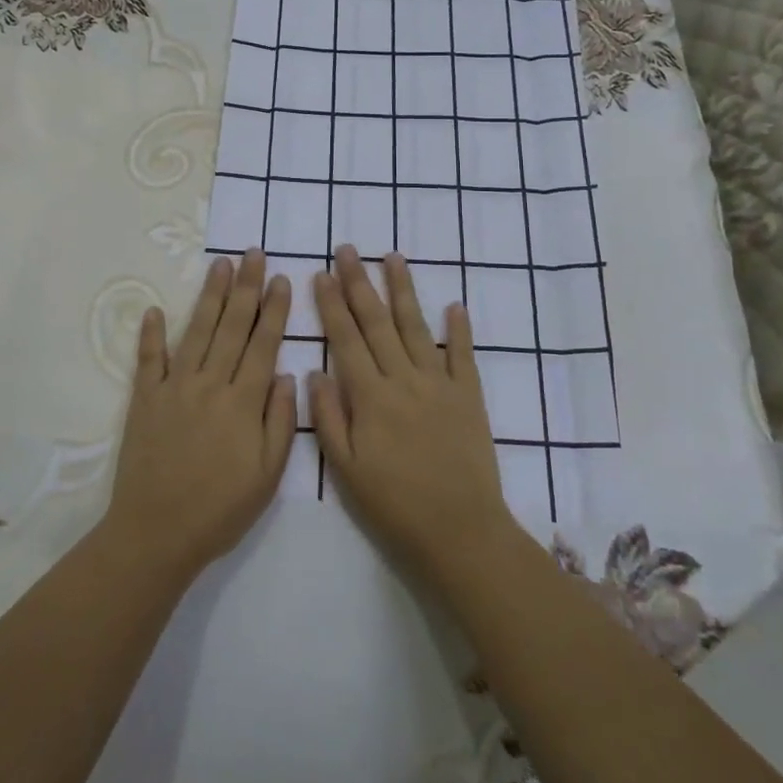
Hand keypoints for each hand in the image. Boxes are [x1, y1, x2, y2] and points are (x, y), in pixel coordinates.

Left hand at [106, 250, 297, 580]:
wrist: (156, 534)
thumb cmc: (220, 509)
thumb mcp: (267, 476)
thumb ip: (280, 422)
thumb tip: (286, 374)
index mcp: (243, 402)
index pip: (263, 344)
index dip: (274, 309)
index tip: (281, 278)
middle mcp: (210, 384)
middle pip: (232, 326)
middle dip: (246, 287)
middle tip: (253, 253)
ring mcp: (174, 387)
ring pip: (197, 331)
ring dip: (210, 296)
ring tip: (221, 264)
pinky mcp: (145, 399)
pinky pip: (149, 359)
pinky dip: (152, 333)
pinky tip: (156, 309)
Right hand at [310, 246, 517, 581]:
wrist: (460, 532)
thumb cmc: (395, 505)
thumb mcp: (347, 470)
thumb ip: (329, 418)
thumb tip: (313, 371)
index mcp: (371, 397)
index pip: (346, 339)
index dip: (332, 305)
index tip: (321, 274)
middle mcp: (404, 379)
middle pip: (377, 322)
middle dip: (359, 283)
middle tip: (348, 249)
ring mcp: (439, 384)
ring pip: (416, 327)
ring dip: (403, 290)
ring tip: (392, 257)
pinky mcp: (468, 396)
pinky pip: (463, 354)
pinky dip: (459, 328)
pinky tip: (454, 304)